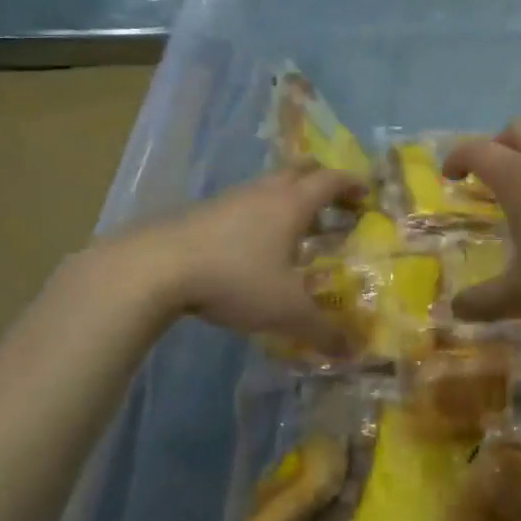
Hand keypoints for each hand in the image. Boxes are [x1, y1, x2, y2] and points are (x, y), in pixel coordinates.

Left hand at [89, 166, 362, 347]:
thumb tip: (354, 351)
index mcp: (292, 203)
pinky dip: (260, 214)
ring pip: (269, 185)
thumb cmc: (234, 278)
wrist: (154, 268)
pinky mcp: (203, 211)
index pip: (331, 180)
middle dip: (322, 181)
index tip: (367, 194)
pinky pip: (244, 202)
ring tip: (297, 229)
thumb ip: (323, 329)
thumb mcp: (286, 310)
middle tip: (335, 205)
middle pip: (300, 169)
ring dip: (289, 198)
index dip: (353, 184)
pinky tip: (254, 245)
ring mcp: (230, 198)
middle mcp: (265, 192)